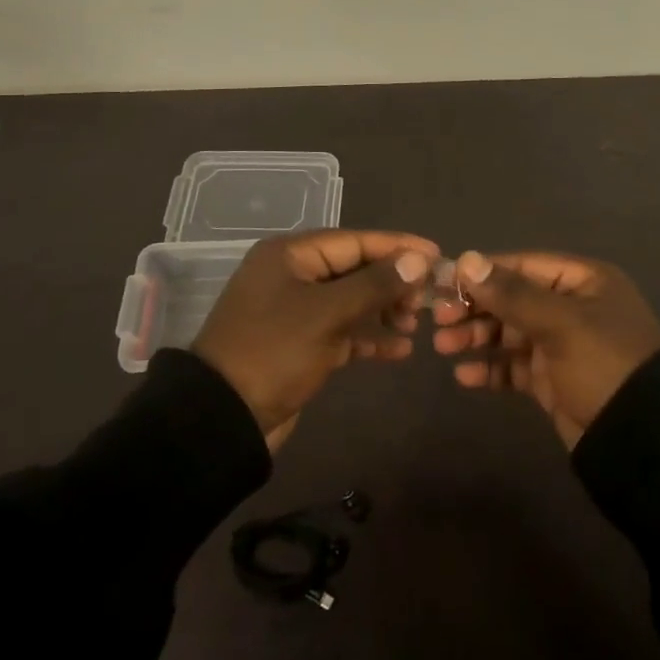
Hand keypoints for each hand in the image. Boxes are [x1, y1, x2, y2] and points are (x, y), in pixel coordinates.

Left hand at [193, 229, 437, 451]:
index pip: (356, 241)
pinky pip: (343, 330)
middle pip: (355, 269)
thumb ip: (375, 284)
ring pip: (351, 300)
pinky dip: (369, 337)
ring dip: (384, 310)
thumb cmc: (274, 352)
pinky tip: (400, 350)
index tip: (437, 255)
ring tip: (416, 324)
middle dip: (393, 282)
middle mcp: (293, 275)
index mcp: (291, 254)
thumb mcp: (327, 314)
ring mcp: (296, 310)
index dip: (398, 247)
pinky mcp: (300, 343)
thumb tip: (418, 260)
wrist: (222, 419)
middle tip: (429, 298)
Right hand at [431, 251, 659, 448]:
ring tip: (443, 347)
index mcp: (583, 281)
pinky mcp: (554, 381)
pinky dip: (491, 370)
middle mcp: (572, 307)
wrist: (646, 445)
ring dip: (477, 337)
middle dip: (475, 308)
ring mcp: (563, 345)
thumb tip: (467, 260)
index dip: (483, 272)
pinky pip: (514, 368)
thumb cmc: (606, 366)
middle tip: (437, 319)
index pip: (523, 265)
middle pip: (513, 298)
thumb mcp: (561, 323)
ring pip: (509, 333)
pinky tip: (465, 377)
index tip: (444, 282)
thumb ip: (512, 294)